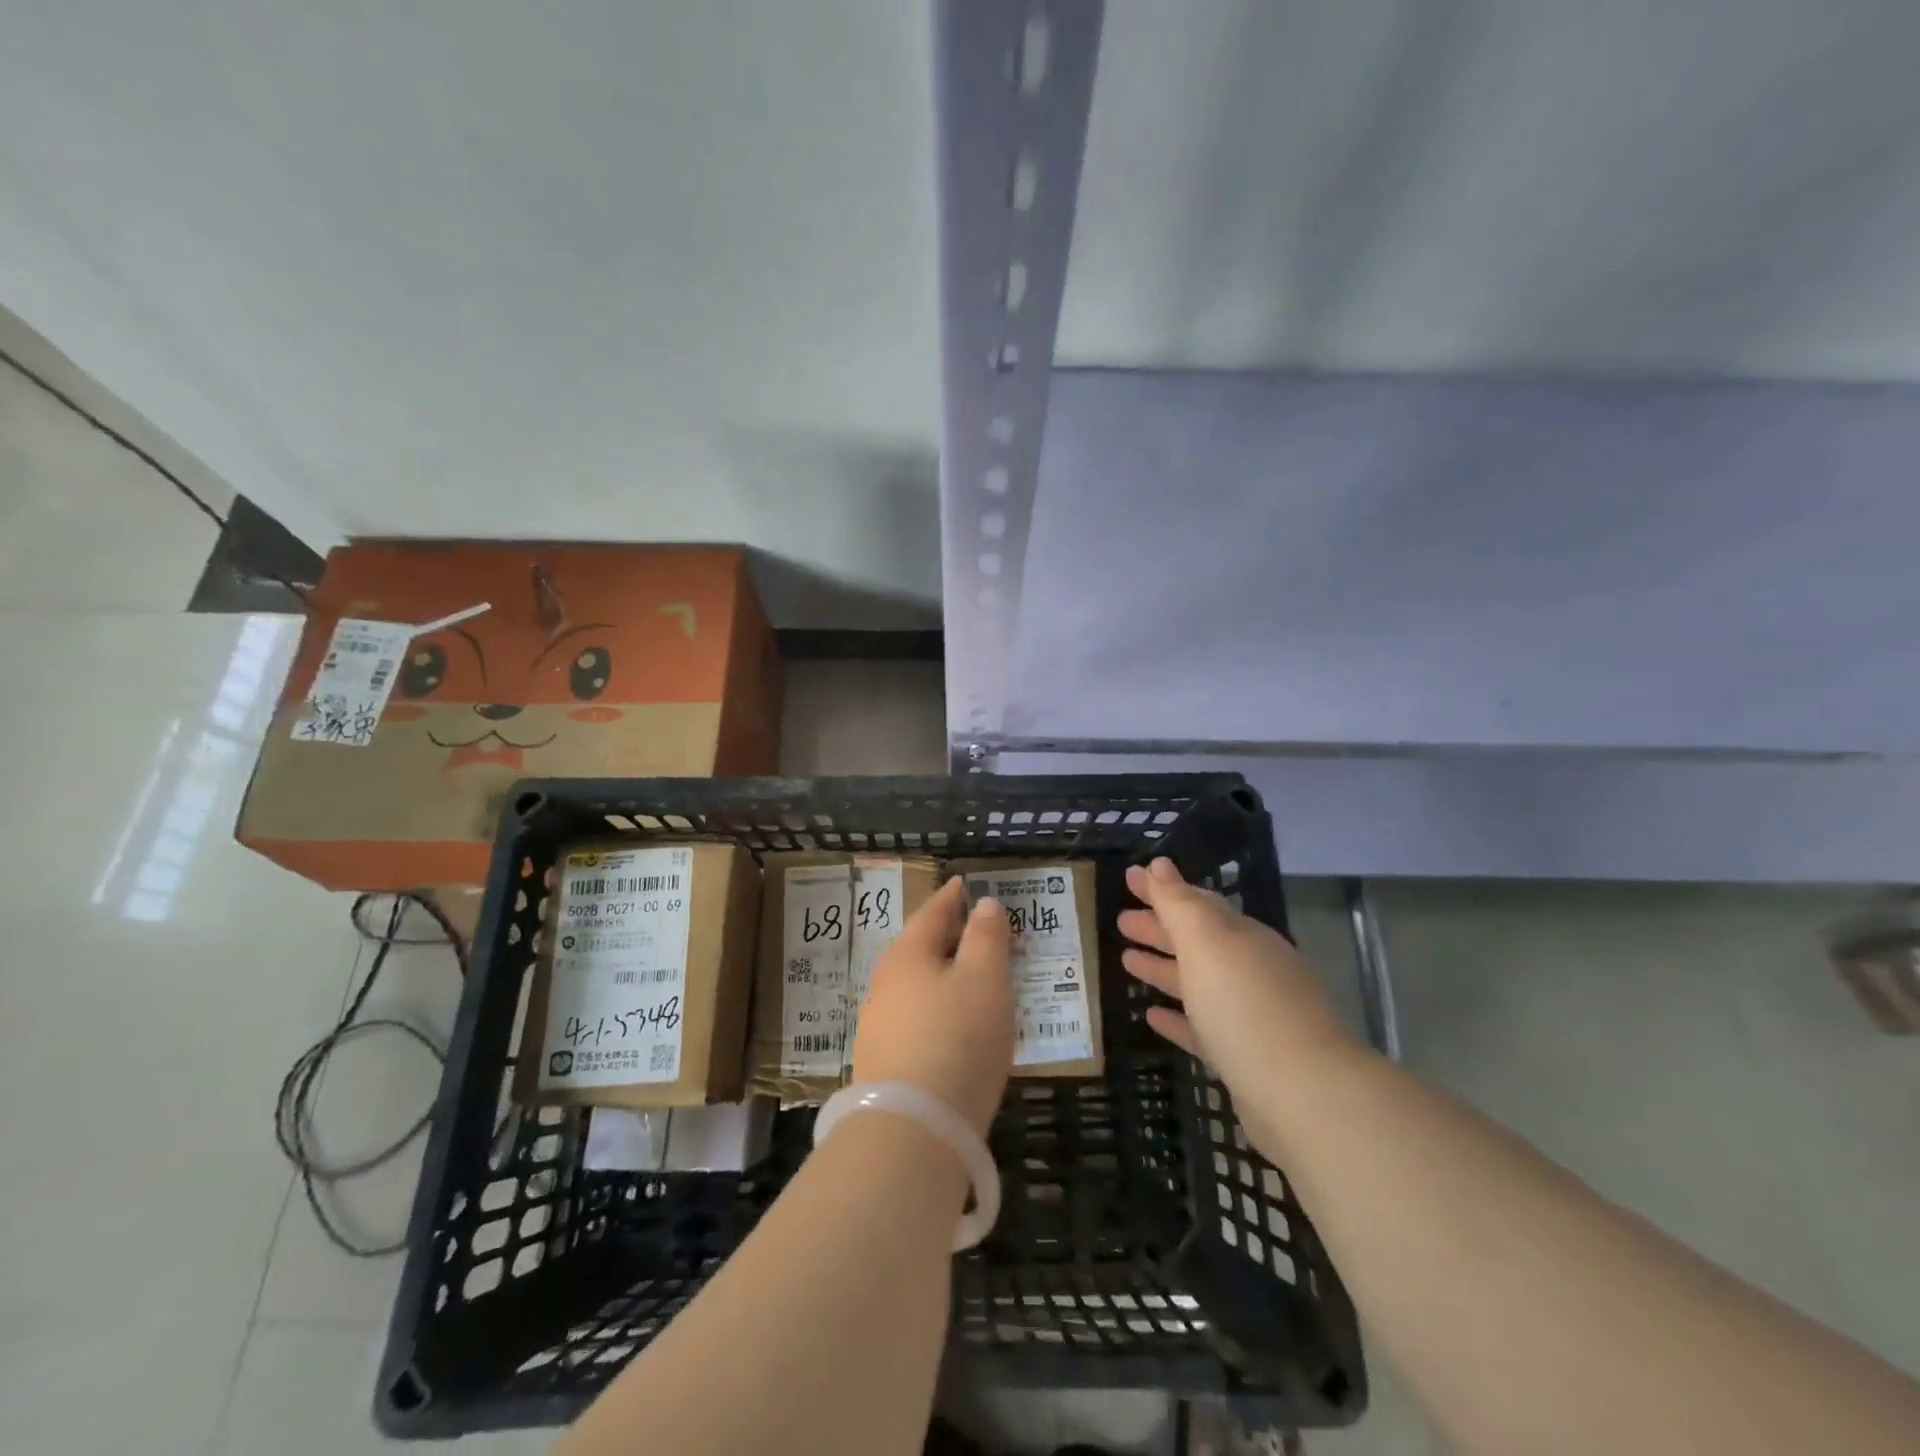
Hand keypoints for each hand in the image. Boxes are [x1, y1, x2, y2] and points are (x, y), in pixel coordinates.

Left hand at [851, 878, 1014, 1134]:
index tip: (963, 884)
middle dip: (948, 937)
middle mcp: (886, 984)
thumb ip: (987, 938)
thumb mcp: (985, 980)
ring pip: (916, 986)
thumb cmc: (957, 1039)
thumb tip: (984, 904)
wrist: (912, 1129)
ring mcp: (879, 1025)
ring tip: (971, 979)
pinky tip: (953, 1027)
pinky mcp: (883, 1063)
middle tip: (977, 931)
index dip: (952, 897)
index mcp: (908, 955)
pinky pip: (915, 1019)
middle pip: (919, 948)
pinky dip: (936, 1010)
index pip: (932, 912)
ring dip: (942, 976)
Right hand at [1119, 858, 1357, 1146]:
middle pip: (1197, 941)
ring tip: (1126, 960)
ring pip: (1198, 982)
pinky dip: (1177, 1017)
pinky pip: (1202, 1028)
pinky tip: (1151, 1016)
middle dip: (1159, 927)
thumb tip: (1159, 865)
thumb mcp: (1208, 944)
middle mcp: (1249, 970)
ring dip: (1163, 968)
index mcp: (1242, 938)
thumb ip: (1180, 905)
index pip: (1197, 903)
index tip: (1128, 877)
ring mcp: (1249, 1015)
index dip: (1161, 889)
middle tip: (1120, 921)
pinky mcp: (1244, 1058)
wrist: (1303, 1096)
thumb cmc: (1246, 1007)